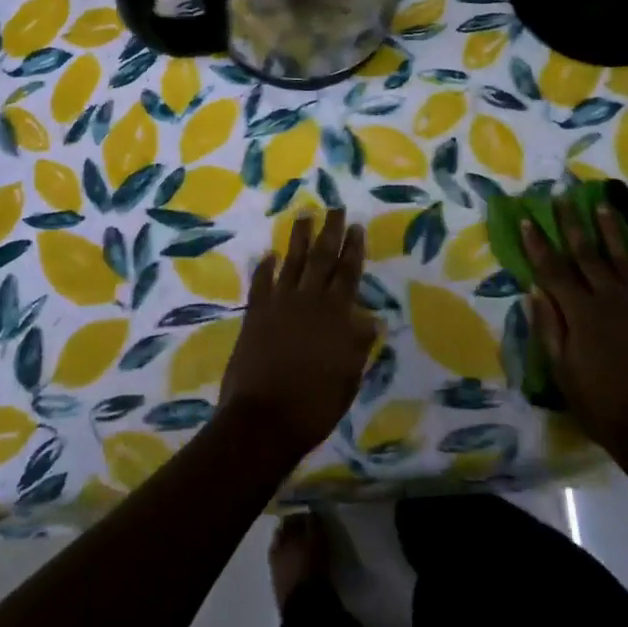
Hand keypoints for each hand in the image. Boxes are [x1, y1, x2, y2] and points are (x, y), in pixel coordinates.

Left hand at [217, 210, 376, 462]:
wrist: (264, 419)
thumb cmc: (314, 405)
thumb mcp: (348, 378)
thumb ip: (358, 345)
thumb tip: (372, 319)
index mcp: (336, 316)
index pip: (348, 274)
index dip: (353, 249)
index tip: (355, 225)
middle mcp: (308, 301)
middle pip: (322, 259)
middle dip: (330, 232)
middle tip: (334, 207)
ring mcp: (279, 305)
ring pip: (292, 263)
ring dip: (299, 238)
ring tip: (304, 215)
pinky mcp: (255, 314)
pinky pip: (261, 283)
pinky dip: (265, 268)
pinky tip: (269, 254)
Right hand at [524, 195, 627, 447]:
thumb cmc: (598, 403)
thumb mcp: (561, 369)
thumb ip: (548, 326)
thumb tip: (534, 289)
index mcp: (581, 312)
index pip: (553, 269)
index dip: (537, 243)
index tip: (527, 218)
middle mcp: (610, 299)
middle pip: (587, 254)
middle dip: (572, 223)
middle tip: (563, 196)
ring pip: (624, 258)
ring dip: (612, 230)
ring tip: (604, 206)